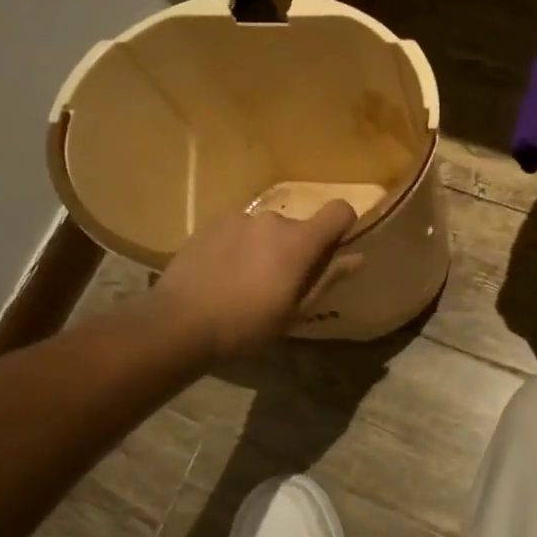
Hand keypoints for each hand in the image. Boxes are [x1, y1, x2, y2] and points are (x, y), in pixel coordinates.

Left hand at [154, 200, 360, 360]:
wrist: (178, 323)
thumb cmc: (246, 325)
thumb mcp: (294, 311)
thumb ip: (327, 279)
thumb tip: (357, 258)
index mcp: (299, 241)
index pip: (339, 211)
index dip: (343, 226)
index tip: (333, 251)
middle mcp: (272, 220)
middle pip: (299, 227)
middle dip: (296, 249)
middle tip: (280, 284)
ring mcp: (238, 219)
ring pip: (266, 230)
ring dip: (265, 248)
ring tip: (245, 283)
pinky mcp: (211, 225)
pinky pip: (238, 231)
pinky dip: (238, 247)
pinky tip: (221, 276)